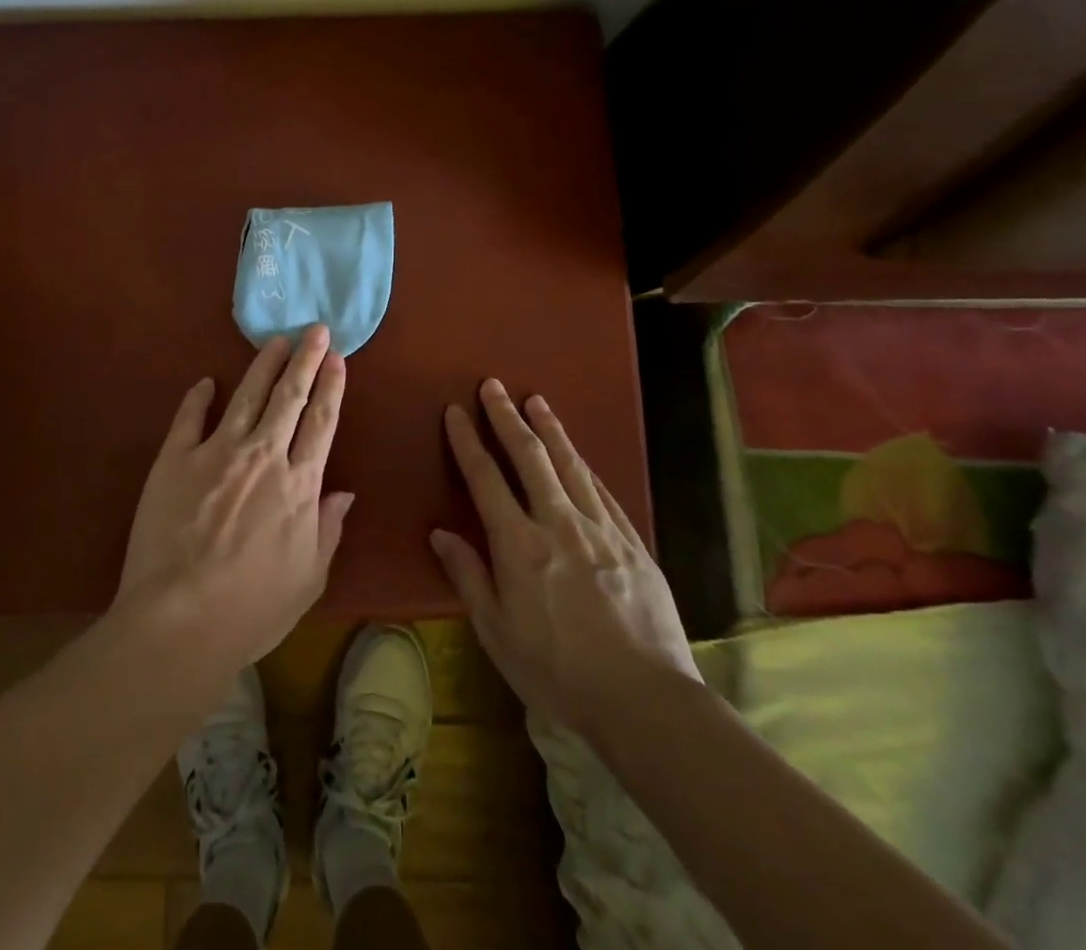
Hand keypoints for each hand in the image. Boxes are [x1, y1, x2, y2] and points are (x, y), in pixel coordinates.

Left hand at [114, 325, 353, 680]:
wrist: (181, 620)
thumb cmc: (252, 609)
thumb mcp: (309, 578)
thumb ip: (328, 529)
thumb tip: (344, 493)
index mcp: (299, 484)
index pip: (321, 423)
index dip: (331, 387)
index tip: (337, 358)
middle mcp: (263, 456)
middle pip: (289, 397)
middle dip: (305, 360)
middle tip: (314, 329)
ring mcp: (216, 453)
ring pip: (246, 396)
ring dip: (263, 366)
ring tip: (275, 341)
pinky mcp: (175, 460)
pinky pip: (189, 418)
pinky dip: (198, 397)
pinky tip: (205, 381)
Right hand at [430, 381, 699, 728]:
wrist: (646, 700)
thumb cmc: (558, 672)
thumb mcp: (497, 632)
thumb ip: (468, 576)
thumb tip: (440, 533)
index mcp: (519, 545)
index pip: (486, 479)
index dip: (468, 441)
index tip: (456, 412)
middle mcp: (558, 523)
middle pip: (529, 457)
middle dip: (507, 417)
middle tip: (494, 386)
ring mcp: (600, 529)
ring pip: (570, 464)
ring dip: (550, 429)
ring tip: (536, 400)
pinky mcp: (632, 543)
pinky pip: (603, 491)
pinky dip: (585, 465)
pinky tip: (579, 454)